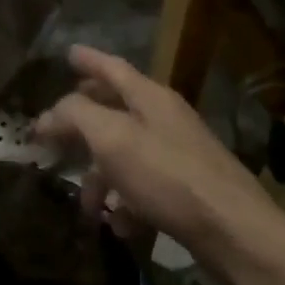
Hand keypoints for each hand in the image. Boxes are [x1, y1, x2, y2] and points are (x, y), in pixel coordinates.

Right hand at [35, 46, 275, 269]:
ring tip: (86, 205)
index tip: (67, 52)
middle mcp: (165, 119)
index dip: (88, 59)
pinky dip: (126, 203)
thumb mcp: (112, 139)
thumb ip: (76, 116)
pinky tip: (118, 225)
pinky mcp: (187, 189)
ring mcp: (179, 154)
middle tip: (58, 129)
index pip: (112, 67)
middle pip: (116, 109)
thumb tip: (50, 113)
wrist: (234, 231)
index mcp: (150, 97)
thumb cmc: (168, 176)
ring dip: (100, 177)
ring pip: (126, 155)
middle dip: (84, 122)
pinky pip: (144, 188)